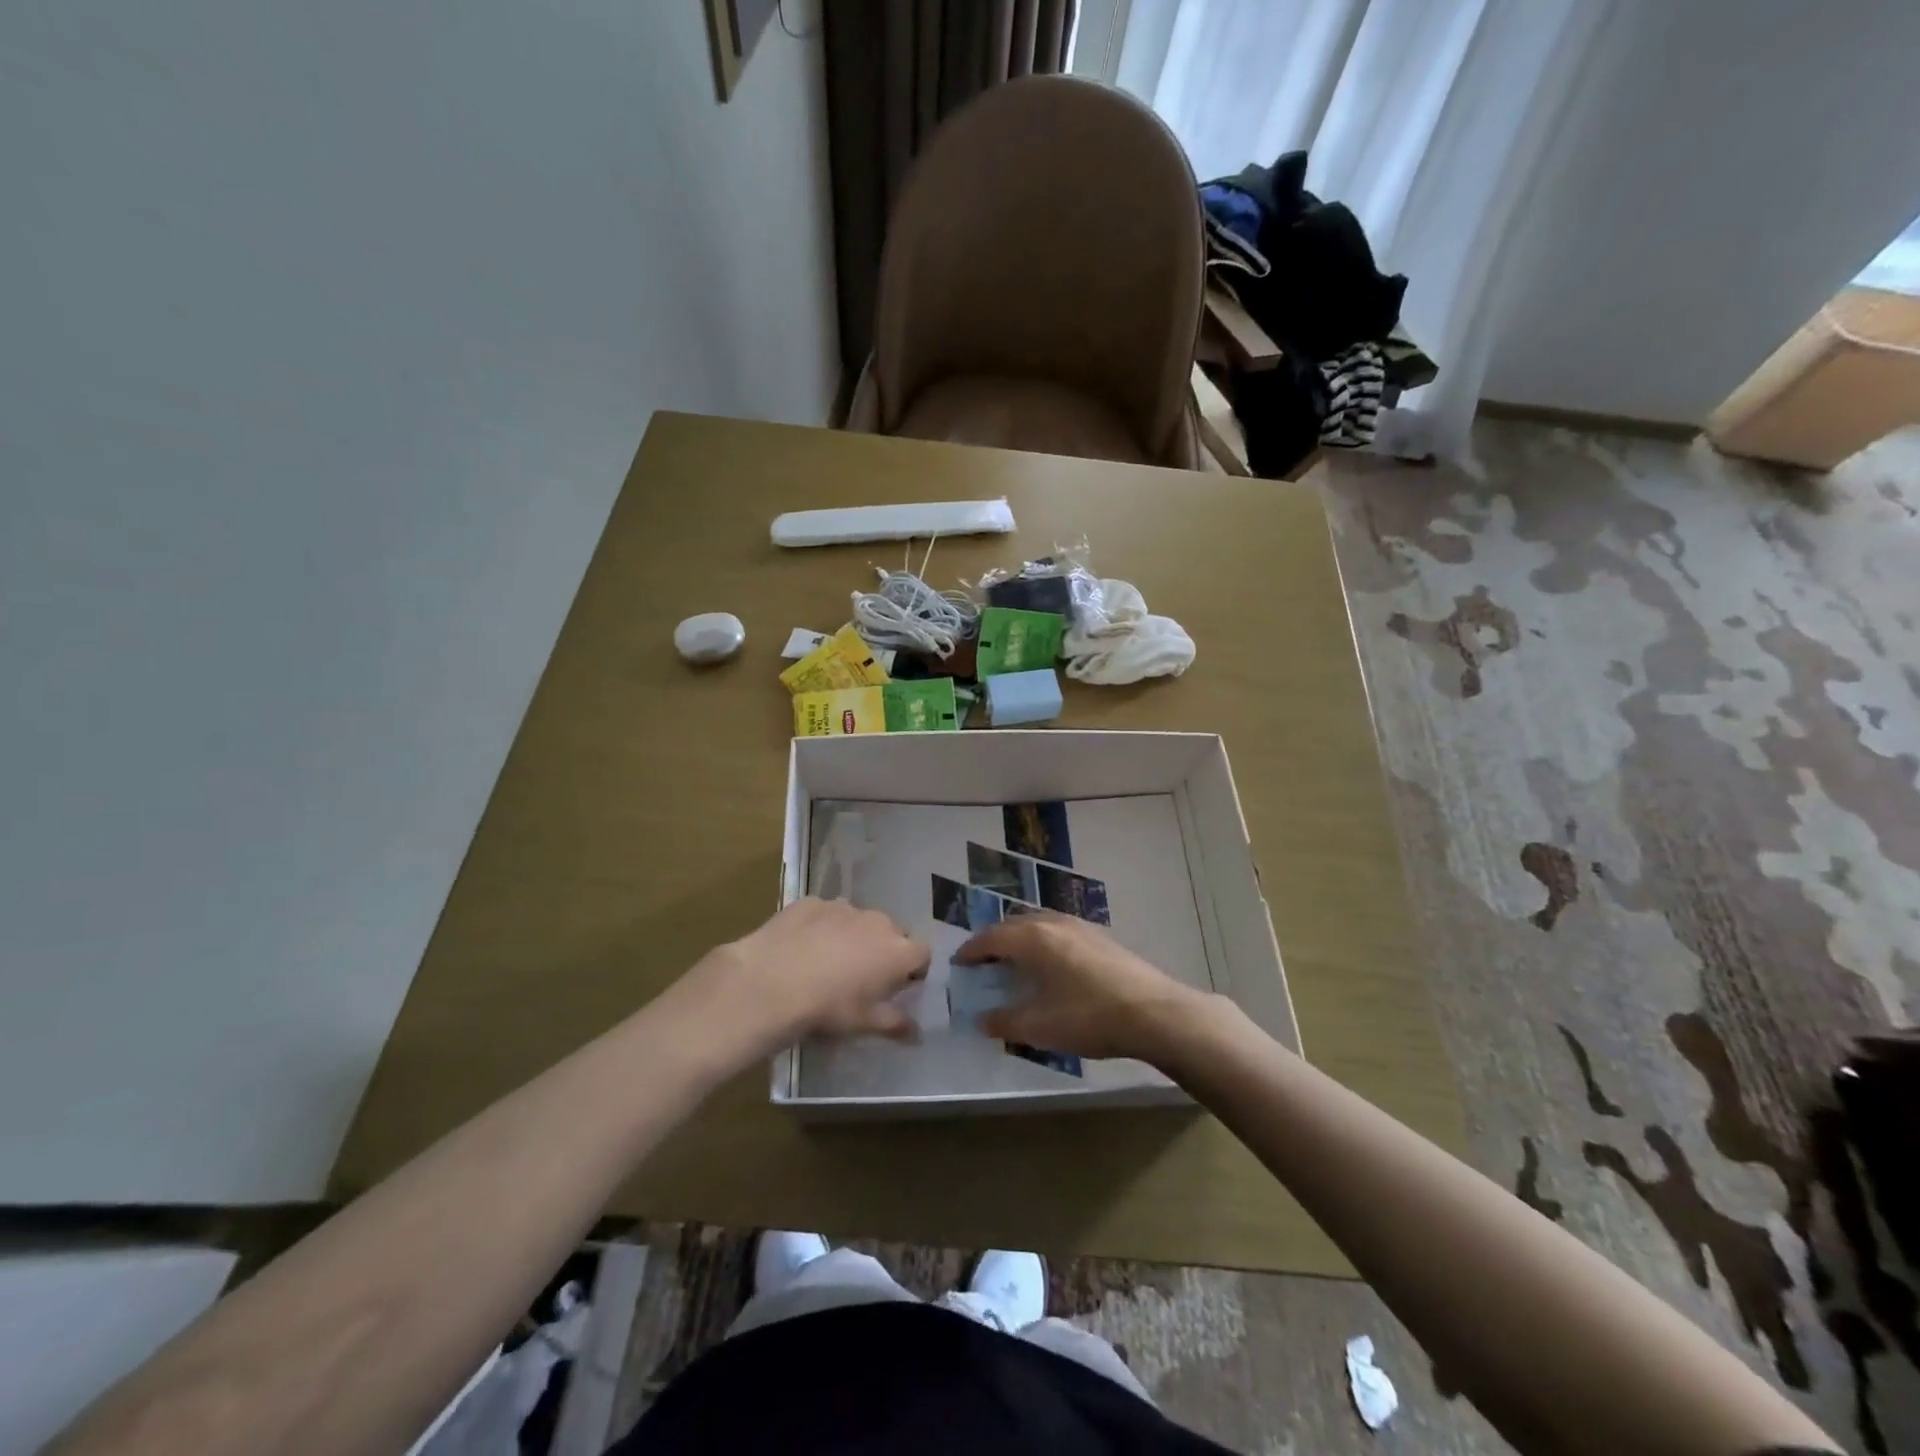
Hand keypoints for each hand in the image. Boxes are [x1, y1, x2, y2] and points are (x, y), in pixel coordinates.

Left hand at [687, 898, 929, 1054]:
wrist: (771, 982)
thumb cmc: (827, 1008)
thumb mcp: (863, 1024)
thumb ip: (895, 1024)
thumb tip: (917, 1034)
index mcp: (897, 950)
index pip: (922, 954)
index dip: (913, 970)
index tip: (898, 986)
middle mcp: (877, 921)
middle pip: (891, 933)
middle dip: (882, 950)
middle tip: (862, 976)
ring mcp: (843, 907)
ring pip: (857, 920)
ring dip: (852, 935)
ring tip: (828, 961)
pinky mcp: (811, 902)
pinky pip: (825, 913)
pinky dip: (821, 927)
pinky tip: (801, 947)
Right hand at [954, 910, 1210, 1061]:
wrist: (1154, 1012)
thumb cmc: (1089, 1018)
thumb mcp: (1040, 1027)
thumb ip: (1005, 1022)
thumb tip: (982, 1020)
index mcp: (1033, 939)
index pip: (990, 937)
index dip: (971, 950)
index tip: (958, 964)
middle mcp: (1053, 923)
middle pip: (1013, 924)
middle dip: (994, 941)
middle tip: (983, 963)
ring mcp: (1080, 926)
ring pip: (1038, 923)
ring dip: (1020, 937)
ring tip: (1014, 961)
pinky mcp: (1100, 936)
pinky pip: (1058, 929)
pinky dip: (1042, 940)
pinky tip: (1051, 963)